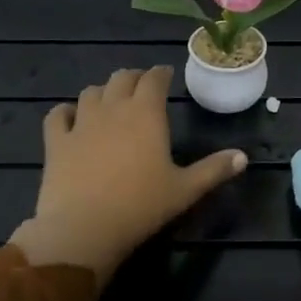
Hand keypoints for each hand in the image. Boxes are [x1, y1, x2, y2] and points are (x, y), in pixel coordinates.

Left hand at [9, 66, 247, 281]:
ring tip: (110, 99)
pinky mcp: (56, 141)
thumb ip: (214, 170)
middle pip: (122, 78)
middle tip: (141, 85)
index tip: (166, 75)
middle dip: (134, 78)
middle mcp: (113, 108)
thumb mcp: (185, 190)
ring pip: (90, 92)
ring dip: (103, 91)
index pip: (154, 80)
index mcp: (146, 114)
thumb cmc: (141, 206)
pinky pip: (58, 115)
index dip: (161, 74)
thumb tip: (244, 157)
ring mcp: (81, 123)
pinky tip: (69, 116)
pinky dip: (65, 111)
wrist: (85, 227)